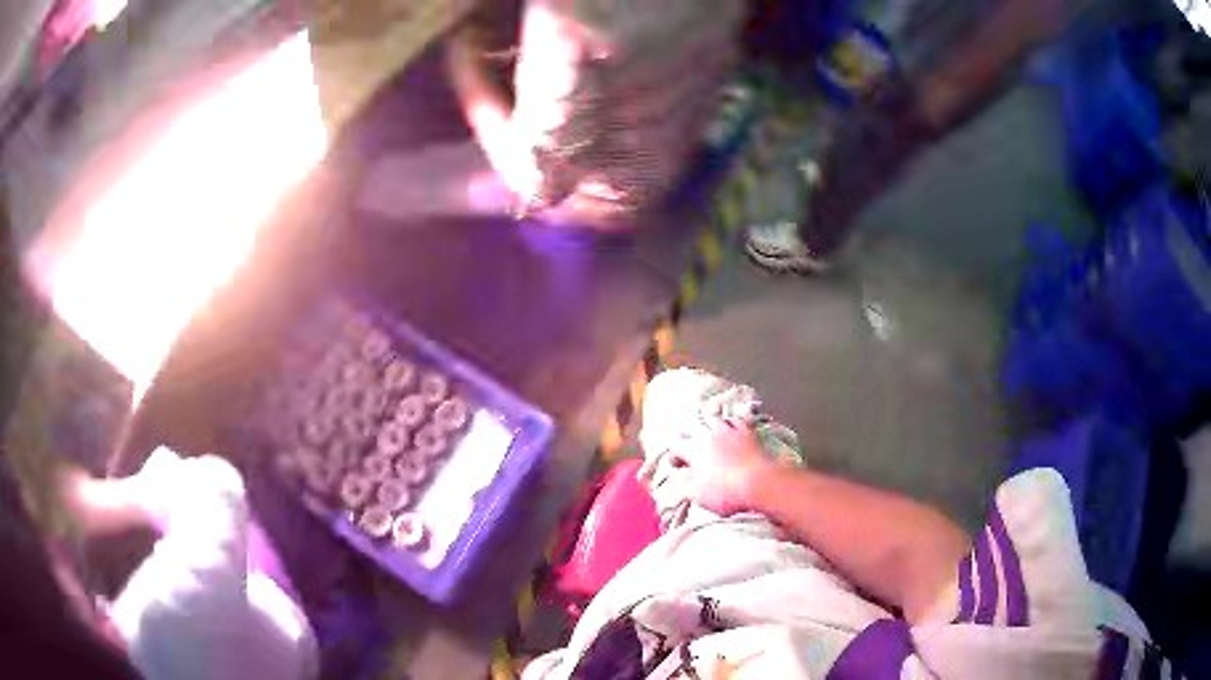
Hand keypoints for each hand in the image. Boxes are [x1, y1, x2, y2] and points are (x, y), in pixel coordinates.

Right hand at [677, 419, 774, 515]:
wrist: (760, 483)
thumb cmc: (727, 492)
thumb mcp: (698, 495)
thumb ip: (685, 484)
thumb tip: (682, 477)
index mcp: (695, 449)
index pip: (677, 445)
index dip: (675, 455)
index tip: (678, 465)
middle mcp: (711, 435)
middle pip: (696, 430)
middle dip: (694, 442)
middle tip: (698, 456)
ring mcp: (732, 431)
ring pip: (718, 422)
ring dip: (714, 431)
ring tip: (716, 440)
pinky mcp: (750, 433)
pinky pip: (741, 420)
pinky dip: (737, 423)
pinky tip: (738, 430)